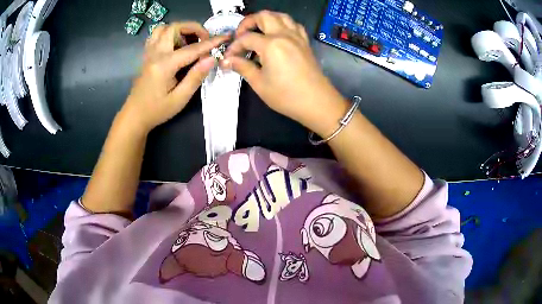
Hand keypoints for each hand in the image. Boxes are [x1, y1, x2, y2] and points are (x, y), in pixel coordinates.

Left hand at [119, 22, 227, 133]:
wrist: (135, 115)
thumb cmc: (157, 110)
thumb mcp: (179, 99)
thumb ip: (195, 77)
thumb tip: (211, 59)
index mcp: (164, 65)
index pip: (192, 49)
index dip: (211, 42)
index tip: (225, 37)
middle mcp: (155, 54)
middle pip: (174, 28)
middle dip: (192, 28)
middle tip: (203, 39)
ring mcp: (148, 53)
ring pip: (163, 28)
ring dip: (179, 30)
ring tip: (189, 41)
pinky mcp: (146, 55)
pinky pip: (156, 36)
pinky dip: (169, 34)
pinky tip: (175, 45)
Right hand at [223, 11, 346, 134]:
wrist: (317, 102)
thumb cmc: (286, 96)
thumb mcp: (259, 83)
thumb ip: (242, 67)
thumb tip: (227, 61)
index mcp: (271, 45)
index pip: (246, 38)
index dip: (234, 46)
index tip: (229, 57)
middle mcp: (284, 35)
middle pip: (264, 16)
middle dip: (248, 22)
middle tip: (241, 35)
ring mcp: (297, 37)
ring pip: (281, 16)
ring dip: (267, 19)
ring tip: (258, 31)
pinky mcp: (305, 42)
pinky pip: (294, 24)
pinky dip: (283, 24)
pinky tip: (278, 34)